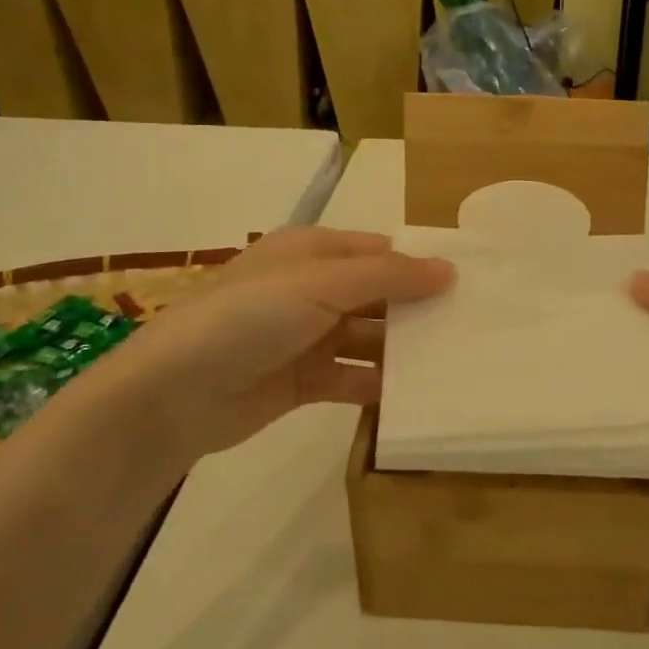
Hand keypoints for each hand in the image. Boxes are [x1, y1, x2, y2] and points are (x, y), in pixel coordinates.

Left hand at [57, 227, 453, 467]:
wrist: (174, 393)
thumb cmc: (250, 317)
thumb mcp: (322, 283)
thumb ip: (389, 276)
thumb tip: (450, 269)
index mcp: (313, 252)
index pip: (380, 250)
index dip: (420, 264)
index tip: (470, 283)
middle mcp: (312, 289)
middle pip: (378, 295)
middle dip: (418, 309)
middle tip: (474, 327)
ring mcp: (307, 336)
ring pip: (369, 338)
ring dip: (403, 350)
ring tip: (455, 363)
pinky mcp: (304, 381)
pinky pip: (352, 377)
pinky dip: (379, 386)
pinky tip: (415, 397)